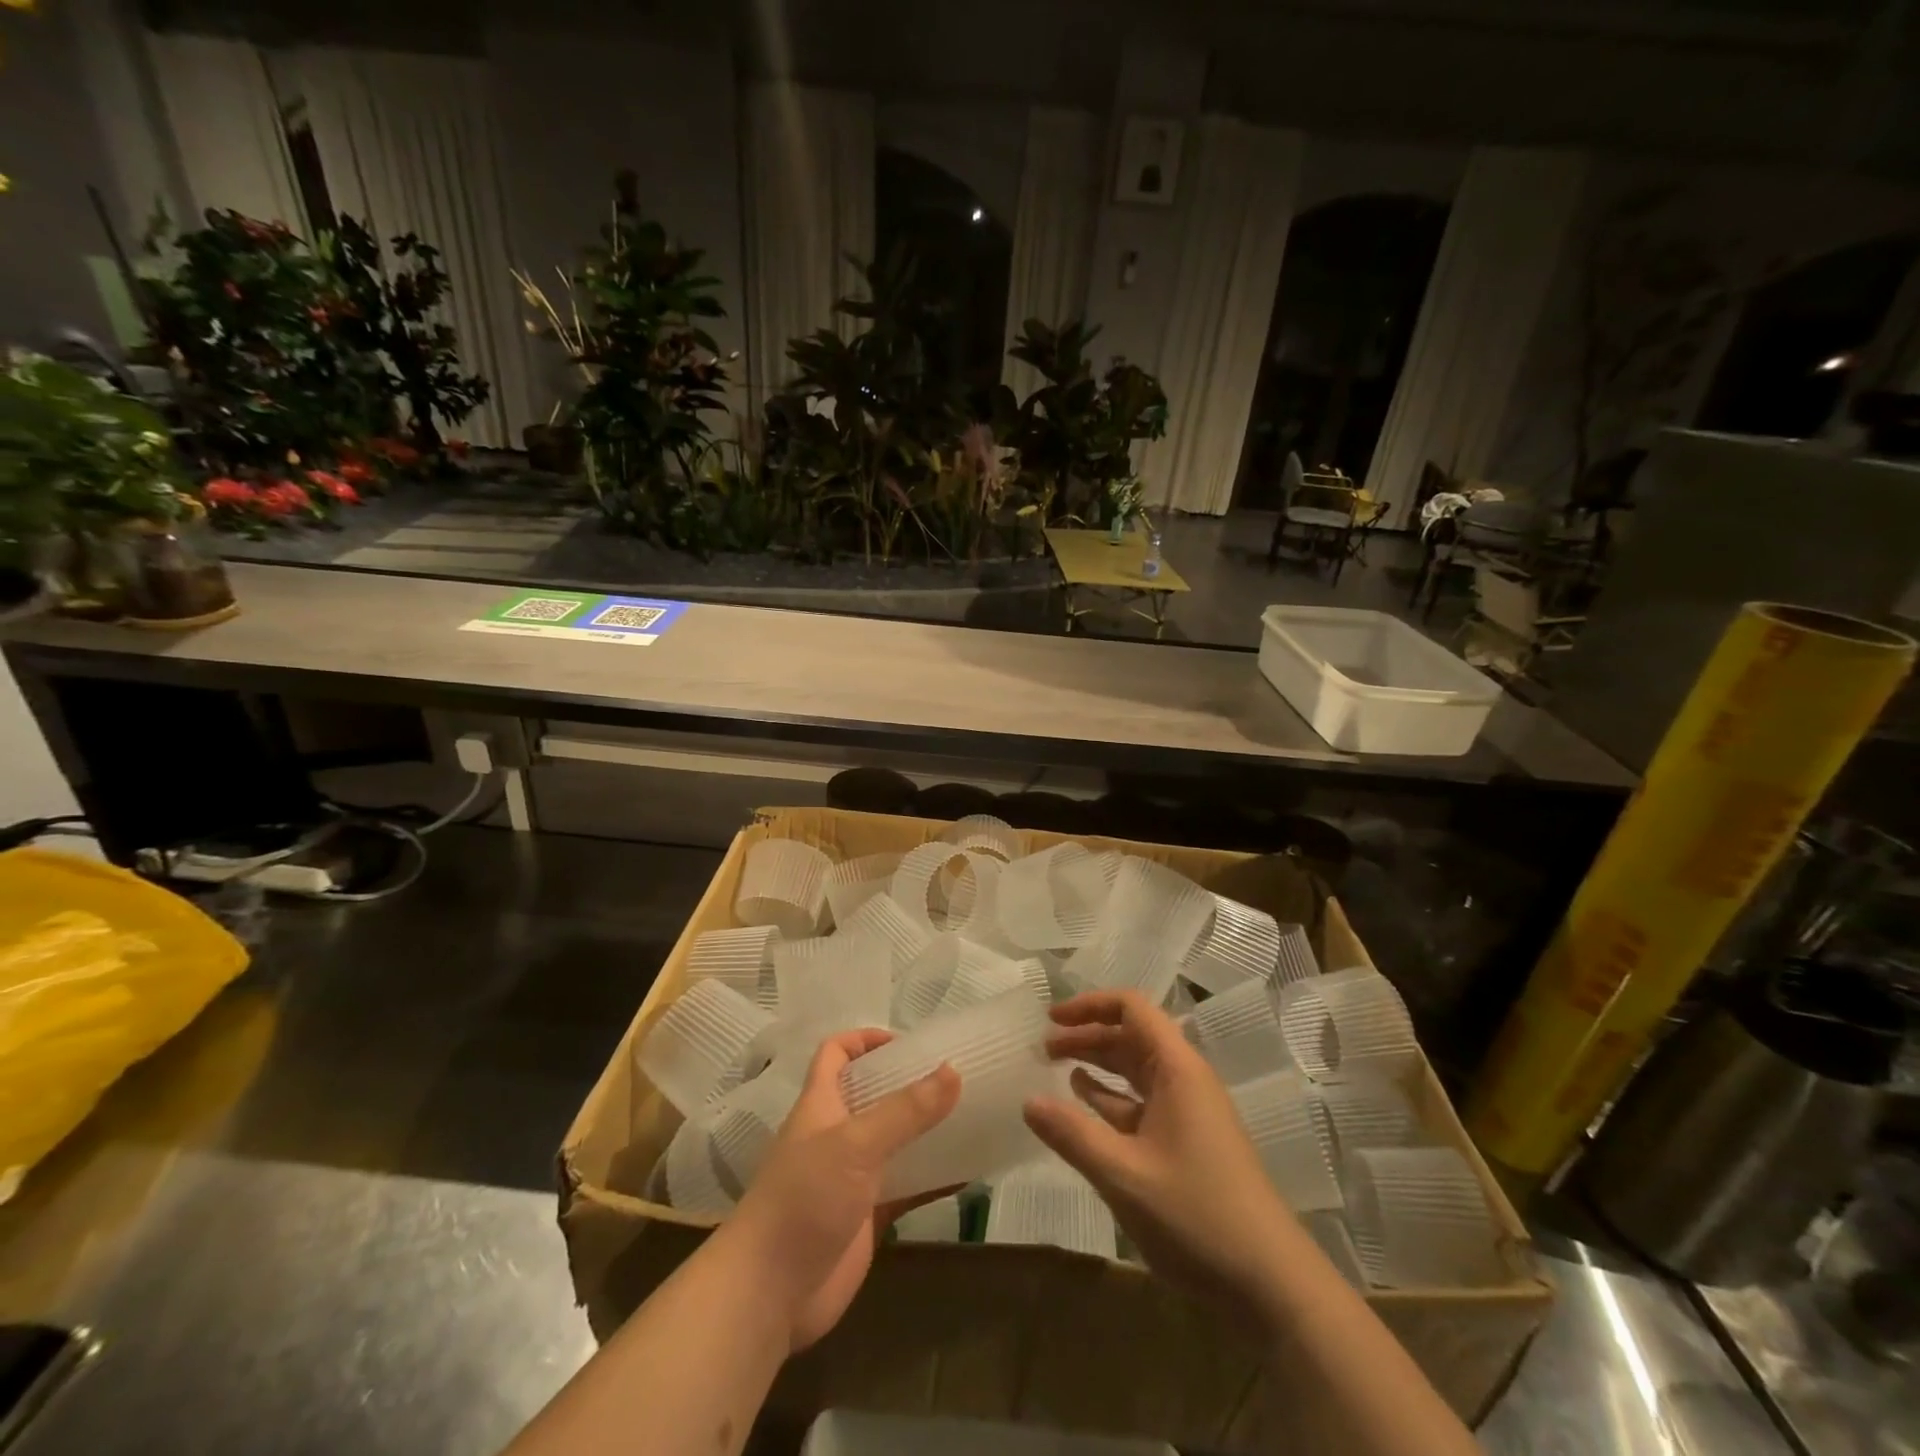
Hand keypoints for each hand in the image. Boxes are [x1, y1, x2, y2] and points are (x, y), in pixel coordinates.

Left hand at [725, 1029, 959, 1352]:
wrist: (768, 1295)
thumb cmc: (804, 1200)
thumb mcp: (855, 1144)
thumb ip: (905, 1111)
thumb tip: (953, 1070)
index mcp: (821, 1104)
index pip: (835, 1054)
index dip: (864, 1040)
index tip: (907, 1042)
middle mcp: (836, 1135)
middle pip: (873, 1095)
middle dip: (908, 1083)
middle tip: (954, 1076)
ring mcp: (852, 1178)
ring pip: (894, 1142)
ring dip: (926, 1131)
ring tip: (971, 1116)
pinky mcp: (867, 1218)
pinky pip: (907, 1188)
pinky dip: (934, 1180)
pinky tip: (969, 1174)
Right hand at [1023, 990, 1298, 1327]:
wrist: (1270, 1283)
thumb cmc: (1196, 1215)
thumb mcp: (1124, 1174)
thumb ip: (1072, 1134)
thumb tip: (1028, 1101)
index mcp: (1177, 1069)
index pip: (1132, 1008)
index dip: (1090, 1005)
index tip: (1051, 1019)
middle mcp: (1185, 1080)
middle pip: (1131, 1037)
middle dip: (1087, 1035)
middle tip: (1043, 1048)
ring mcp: (1190, 1112)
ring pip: (1136, 1070)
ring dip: (1098, 1065)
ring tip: (1056, 1069)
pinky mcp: (1189, 1142)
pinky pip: (1143, 1103)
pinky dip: (1112, 1098)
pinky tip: (1086, 1107)